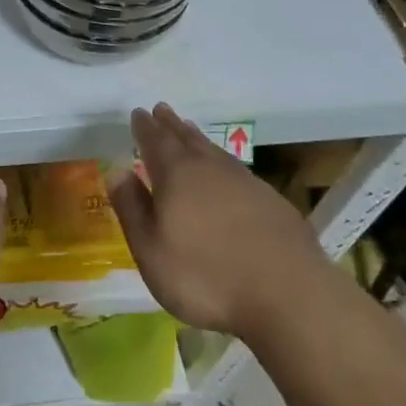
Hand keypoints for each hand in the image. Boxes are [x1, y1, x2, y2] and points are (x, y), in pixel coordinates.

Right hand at [108, 103, 322, 337]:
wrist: (288, 296)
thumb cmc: (205, 276)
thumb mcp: (151, 250)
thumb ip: (132, 208)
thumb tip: (117, 170)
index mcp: (176, 175)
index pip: (155, 141)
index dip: (144, 127)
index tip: (138, 113)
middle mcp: (210, 168)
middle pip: (186, 138)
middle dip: (171, 125)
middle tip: (162, 109)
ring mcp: (246, 182)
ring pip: (214, 151)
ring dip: (198, 139)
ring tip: (189, 130)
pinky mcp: (272, 201)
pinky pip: (237, 169)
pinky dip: (223, 162)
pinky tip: (226, 172)